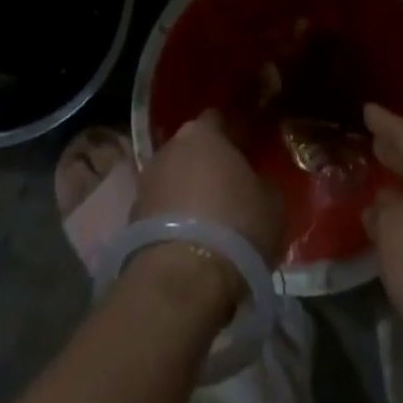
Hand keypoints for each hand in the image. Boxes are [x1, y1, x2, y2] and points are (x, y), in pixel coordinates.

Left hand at [132, 110, 282, 308]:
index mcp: (203, 132)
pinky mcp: (131, 222)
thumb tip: (256, 184)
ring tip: (208, 222)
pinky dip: (173, 222)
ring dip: (187, 194)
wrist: (181, 282)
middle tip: (228, 187)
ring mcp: (146, 184)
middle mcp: (169, 148)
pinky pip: (160, 212)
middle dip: (207, 164)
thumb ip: (262, 183)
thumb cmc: (235, 227)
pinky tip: (189, 244)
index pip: (219, 119)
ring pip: (173, 180)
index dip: (234, 135)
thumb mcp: (271, 203)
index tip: (248, 152)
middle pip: (191, 149)